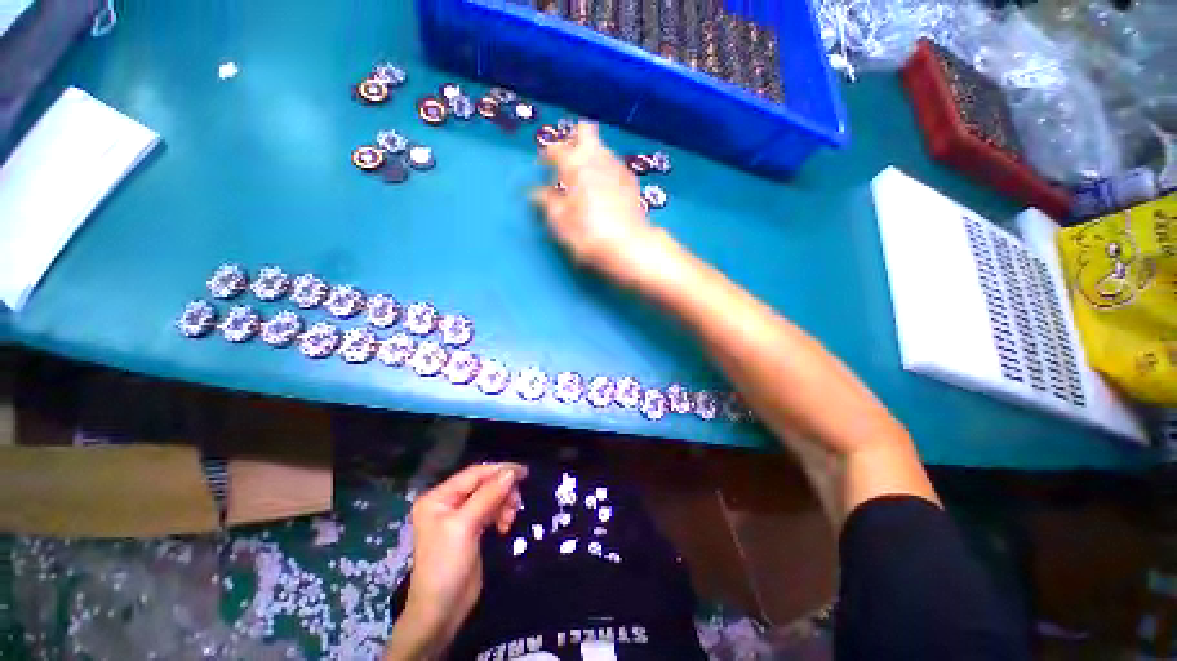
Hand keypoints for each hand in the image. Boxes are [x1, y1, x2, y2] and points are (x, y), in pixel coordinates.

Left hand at [385, 463, 526, 659]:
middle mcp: (448, 502)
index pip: (474, 474)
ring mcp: (459, 516)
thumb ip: (488, 496)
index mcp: (438, 497)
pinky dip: (500, 515)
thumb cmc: (446, 565)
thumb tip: (511, 472)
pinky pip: (491, 511)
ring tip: (509, 521)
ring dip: (503, 505)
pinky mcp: (471, 529)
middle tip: (516, 504)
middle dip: (502, 492)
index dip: (499, 470)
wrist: (441, 612)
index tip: (524, 472)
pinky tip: (504, 527)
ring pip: (490, 497)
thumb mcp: (465, 526)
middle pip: (484, 484)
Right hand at [532, 122, 665, 286]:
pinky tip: (604, 190)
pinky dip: (606, 171)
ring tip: (585, 179)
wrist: (630, 246)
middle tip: (567, 160)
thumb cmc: (589, 234)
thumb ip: (547, 203)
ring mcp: (618, 167)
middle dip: (574, 139)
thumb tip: (537, 193)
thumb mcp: (561, 222)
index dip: (546, 155)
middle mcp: (597, 158)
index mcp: (575, 164)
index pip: (555, 148)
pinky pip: (614, 166)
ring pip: (602, 148)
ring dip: (591, 156)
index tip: (543, 167)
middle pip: (585, 131)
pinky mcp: (632, 181)